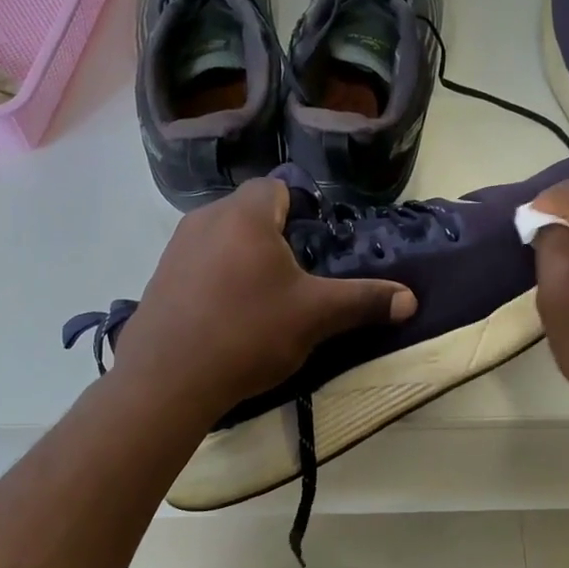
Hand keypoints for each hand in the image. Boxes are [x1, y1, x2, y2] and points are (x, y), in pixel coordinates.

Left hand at [112, 178, 416, 416]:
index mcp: (244, 215)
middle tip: (295, 279)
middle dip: (273, 238)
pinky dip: (216, 281)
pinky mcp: (158, 280)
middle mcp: (204, 219)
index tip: (313, 246)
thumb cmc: (248, 333)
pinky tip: (227, 319)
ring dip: (243, 260)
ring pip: (221, 240)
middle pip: (249, 213)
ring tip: (262, 302)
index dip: (300, 210)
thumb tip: (410, 299)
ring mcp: (175, 249)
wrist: (168, 380)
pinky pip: (198, 266)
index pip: (276, 187)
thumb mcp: (316, 316)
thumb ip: (364, 301)